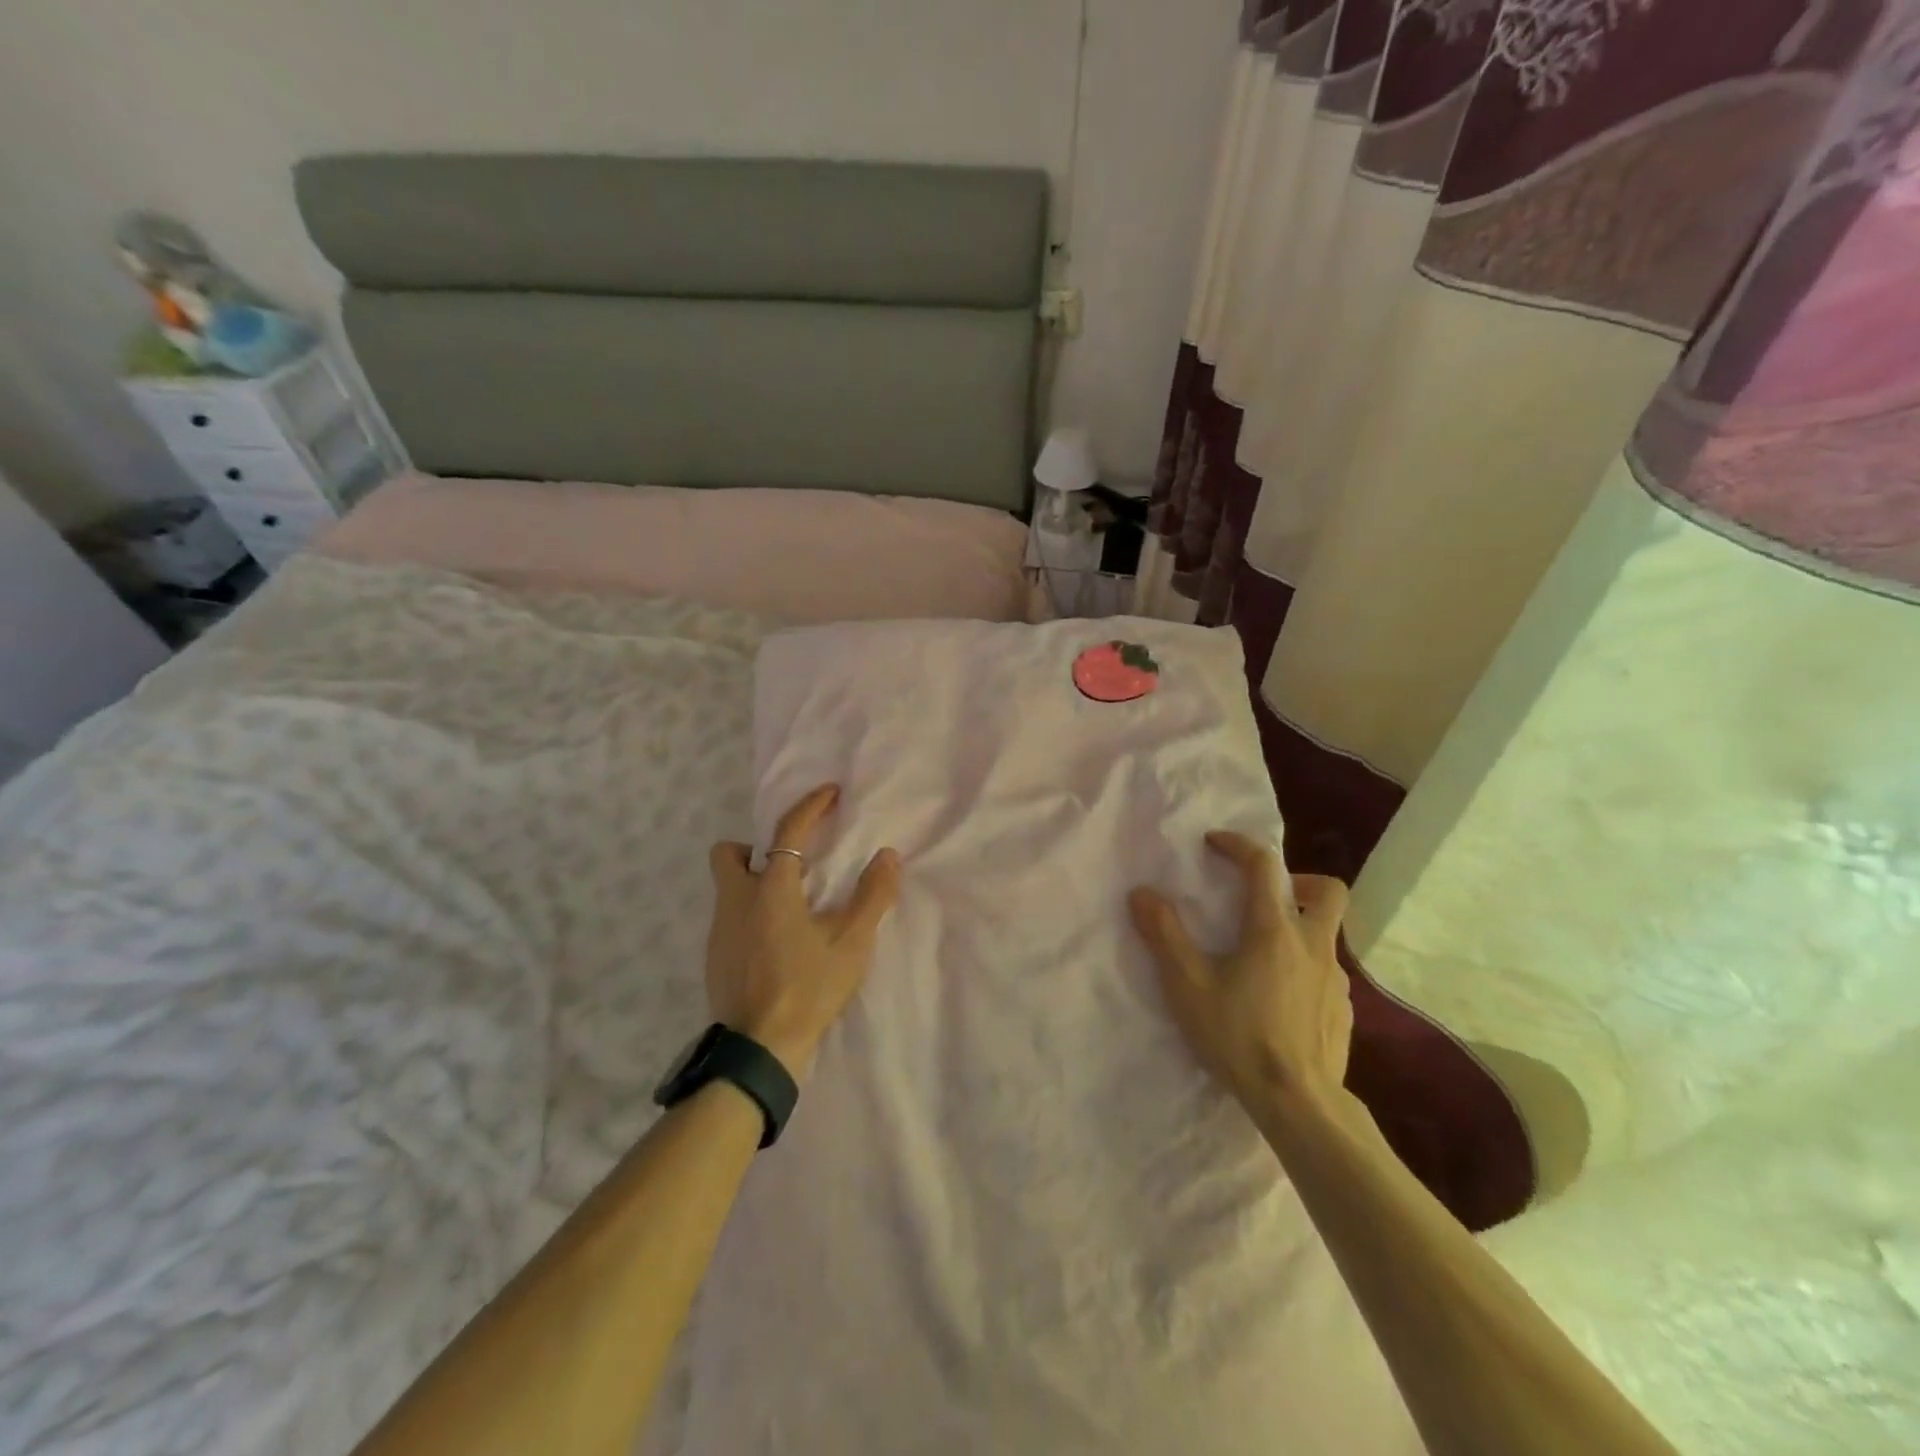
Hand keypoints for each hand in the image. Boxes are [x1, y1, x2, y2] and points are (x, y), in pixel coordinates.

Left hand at [705, 784, 901, 1080]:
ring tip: (789, 909)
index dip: (810, 806)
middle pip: (729, 852)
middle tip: (789, 866)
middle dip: (754, 847)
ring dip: (753, 882)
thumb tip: (888, 856)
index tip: (830, 793)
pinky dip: (748, 914)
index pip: (788, 832)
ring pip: (727, 887)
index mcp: (771, 889)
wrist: (760, 1049)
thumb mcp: (852, 942)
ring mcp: (718, 930)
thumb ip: (873, 895)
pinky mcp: (713, 957)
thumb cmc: (809, 987)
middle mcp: (736, 900)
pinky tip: (773, 943)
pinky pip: (728, 917)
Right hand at [1128, 832, 1351, 1111]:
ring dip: (1299, 928)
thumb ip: (1164, 934)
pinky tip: (1281, 997)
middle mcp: (1313, 945)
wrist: (1298, 1103)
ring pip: (1327, 934)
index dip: (1239, 845)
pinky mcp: (1343, 1011)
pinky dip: (1305, 968)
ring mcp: (1336, 980)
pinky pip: (1328, 973)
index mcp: (1275, 929)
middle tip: (1263, 897)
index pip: (1265, 865)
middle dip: (1297, 880)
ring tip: (1263, 955)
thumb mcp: (1187, 984)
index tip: (1214, 844)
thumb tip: (1142, 892)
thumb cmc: (1239, 1035)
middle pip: (1327, 890)